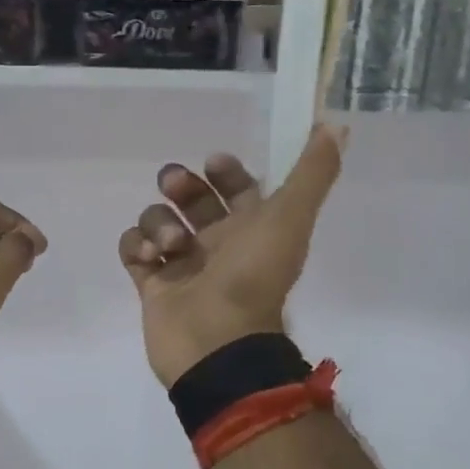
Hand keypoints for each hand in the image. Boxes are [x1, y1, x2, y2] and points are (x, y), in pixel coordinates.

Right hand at [119, 124, 345, 386]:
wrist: (217, 343)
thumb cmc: (252, 277)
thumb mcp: (289, 219)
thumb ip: (312, 173)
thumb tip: (336, 125)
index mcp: (251, 228)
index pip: (237, 187)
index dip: (225, 170)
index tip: (213, 162)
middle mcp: (217, 243)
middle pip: (191, 199)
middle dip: (180, 185)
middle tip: (175, 186)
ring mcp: (182, 264)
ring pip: (159, 220)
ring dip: (158, 222)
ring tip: (170, 244)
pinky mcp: (152, 284)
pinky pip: (133, 249)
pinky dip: (135, 246)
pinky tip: (147, 256)